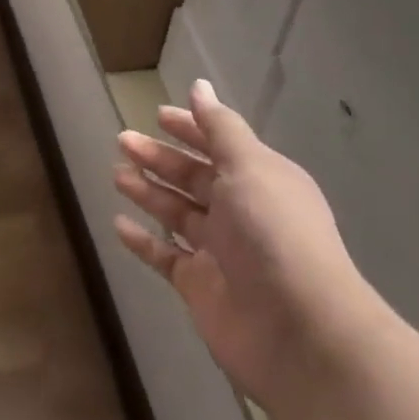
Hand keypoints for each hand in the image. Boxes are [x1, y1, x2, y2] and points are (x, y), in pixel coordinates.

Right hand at [113, 79, 382, 409]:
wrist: (301, 333)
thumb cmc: (274, 233)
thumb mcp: (249, 166)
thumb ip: (220, 127)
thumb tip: (199, 86)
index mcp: (259, 179)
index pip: (218, 144)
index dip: (190, 128)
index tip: (158, 114)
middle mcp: (241, 211)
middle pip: (193, 176)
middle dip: (159, 157)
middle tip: (122, 141)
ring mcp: (220, 252)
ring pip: (177, 212)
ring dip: (148, 192)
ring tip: (117, 175)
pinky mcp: (201, 287)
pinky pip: (166, 257)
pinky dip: (143, 241)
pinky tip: (119, 224)